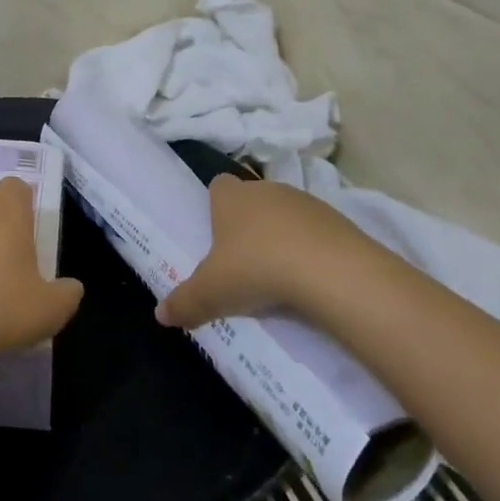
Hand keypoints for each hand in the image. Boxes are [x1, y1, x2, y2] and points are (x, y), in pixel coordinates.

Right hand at [155, 173, 395, 329]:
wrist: (332, 271)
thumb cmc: (257, 268)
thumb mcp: (212, 292)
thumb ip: (185, 302)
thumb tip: (160, 315)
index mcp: (231, 198)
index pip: (218, 185)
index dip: (216, 205)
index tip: (217, 233)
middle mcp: (266, 190)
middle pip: (252, 199)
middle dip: (248, 224)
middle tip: (244, 261)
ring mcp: (305, 202)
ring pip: (286, 214)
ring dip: (282, 236)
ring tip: (280, 274)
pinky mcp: (338, 220)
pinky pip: (316, 232)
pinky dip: (312, 249)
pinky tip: (311, 277)